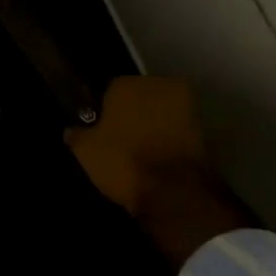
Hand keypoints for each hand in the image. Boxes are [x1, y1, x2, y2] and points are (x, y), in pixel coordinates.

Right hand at [67, 76, 252, 265]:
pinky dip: (166, 141)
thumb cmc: (123, 161)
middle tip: (117, 139)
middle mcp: (159, 86)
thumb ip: (77, 135)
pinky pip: (175, 131)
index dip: (103, 110)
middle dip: (130, 113)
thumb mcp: (85, 151)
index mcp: (128, 84)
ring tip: (136, 152)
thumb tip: (71, 130)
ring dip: (150, 127)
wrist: (174, 191)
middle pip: (139, 98)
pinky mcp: (203, 131)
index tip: (98, 128)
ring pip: (159, 114)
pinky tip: (154, 160)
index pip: (109, 89)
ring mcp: (186, 107)